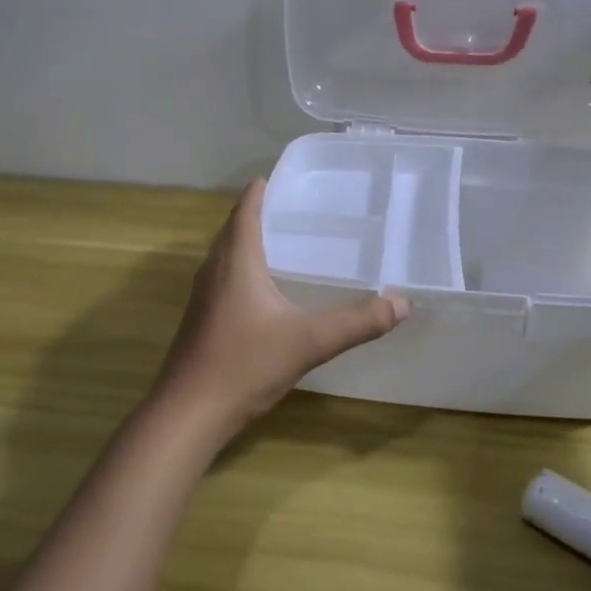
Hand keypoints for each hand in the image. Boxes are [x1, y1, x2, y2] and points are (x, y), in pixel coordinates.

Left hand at [149, 180, 408, 441]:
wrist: (187, 413)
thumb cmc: (244, 365)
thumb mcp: (308, 342)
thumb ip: (358, 322)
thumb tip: (403, 304)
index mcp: (236, 261)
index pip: (246, 211)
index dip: (261, 191)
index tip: (282, 177)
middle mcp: (214, 270)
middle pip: (234, 230)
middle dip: (260, 215)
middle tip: (297, 209)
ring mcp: (203, 297)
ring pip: (226, 256)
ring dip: (250, 243)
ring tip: (286, 243)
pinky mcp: (200, 320)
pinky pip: (223, 279)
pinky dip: (243, 270)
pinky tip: (266, 291)